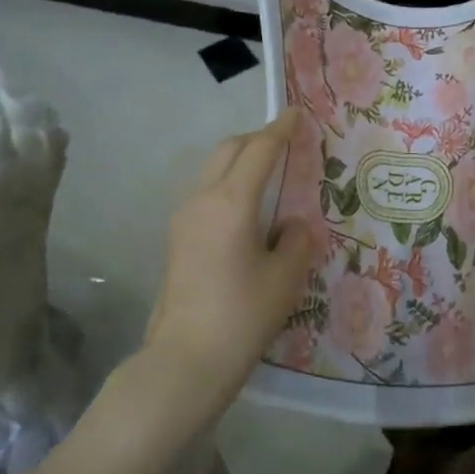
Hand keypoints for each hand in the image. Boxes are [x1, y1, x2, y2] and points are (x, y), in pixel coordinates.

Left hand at [136, 110, 314, 430]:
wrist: (185, 360)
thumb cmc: (242, 315)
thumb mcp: (285, 277)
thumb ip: (296, 239)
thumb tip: (291, 225)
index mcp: (231, 201)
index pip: (259, 150)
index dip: (281, 129)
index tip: (297, 113)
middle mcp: (202, 199)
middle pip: (228, 150)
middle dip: (257, 139)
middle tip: (286, 144)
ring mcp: (183, 218)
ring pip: (213, 170)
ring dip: (240, 162)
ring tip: (270, 177)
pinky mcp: (177, 239)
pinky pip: (206, 194)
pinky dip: (229, 185)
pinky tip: (249, 211)